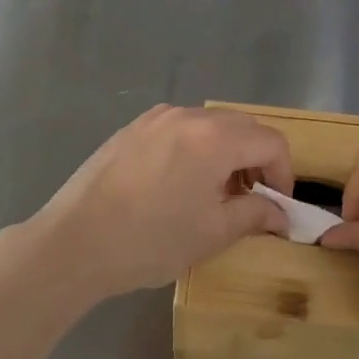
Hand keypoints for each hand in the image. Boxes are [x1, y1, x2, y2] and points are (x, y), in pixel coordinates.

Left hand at [27, 105, 291, 300]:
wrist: (74, 242)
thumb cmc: (150, 240)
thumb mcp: (211, 233)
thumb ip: (254, 215)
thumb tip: (280, 214)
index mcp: (215, 137)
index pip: (271, 141)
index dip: (284, 173)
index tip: (277, 206)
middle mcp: (189, 115)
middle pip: (243, 127)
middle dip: (257, 160)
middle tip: (251, 199)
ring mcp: (157, 118)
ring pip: (211, 125)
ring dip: (227, 152)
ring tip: (215, 193)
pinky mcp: (133, 128)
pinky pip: (180, 128)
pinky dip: (196, 148)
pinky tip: (180, 183)